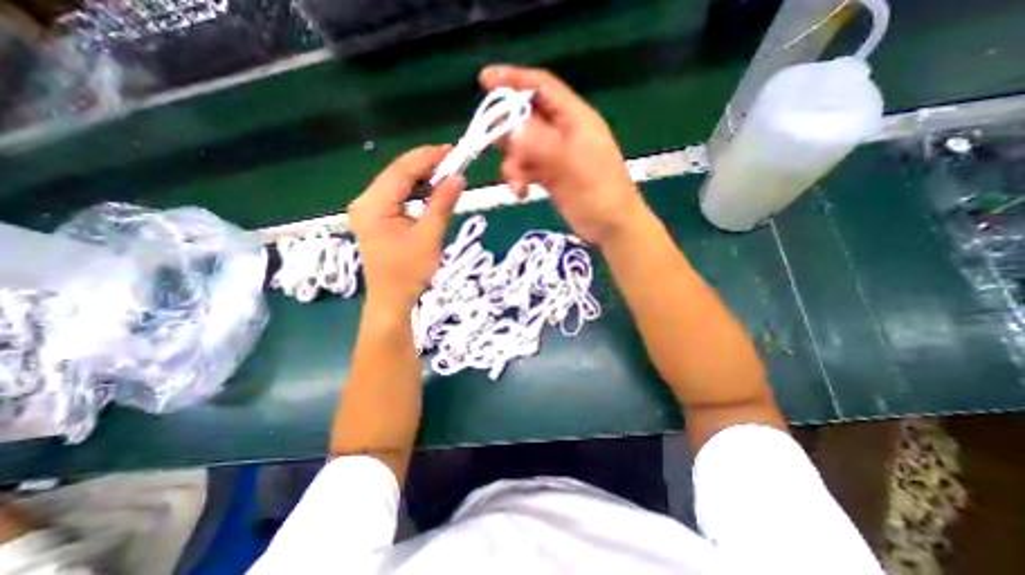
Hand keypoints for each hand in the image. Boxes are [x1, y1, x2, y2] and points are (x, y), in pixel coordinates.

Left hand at [351, 146, 467, 312]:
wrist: (392, 300)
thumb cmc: (409, 273)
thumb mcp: (430, 237)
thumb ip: (442, 204)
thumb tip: (458, 177)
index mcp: (374, 205)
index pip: (401, 170)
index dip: (428, 157)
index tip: (453, 150)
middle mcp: (365, 202)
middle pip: (397, 174)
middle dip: (426, 166)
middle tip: (454, 163)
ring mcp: (367, 210)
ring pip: (397, 184)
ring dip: (422, 178)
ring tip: (447, 176)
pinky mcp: (375, 218)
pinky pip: (397, 197)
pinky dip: (415, 192)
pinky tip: (431, 192)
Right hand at [481, 63, 646, 245]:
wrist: (611, 227)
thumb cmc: (599, 195)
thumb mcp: (572, 167)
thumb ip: (541, 146)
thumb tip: (511, 130)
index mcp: (575, 119)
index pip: (542, 88)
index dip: (514, 81)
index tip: (484, 80)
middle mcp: (563, 133)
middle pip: (527, 118)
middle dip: (507, 130)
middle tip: (488, 141)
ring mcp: (556, 155)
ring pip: (523, 147)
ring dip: (514, 164)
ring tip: (517, 185)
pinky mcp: (551, 176)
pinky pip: (527, 168)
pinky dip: (520, 178)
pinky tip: (521, 193)